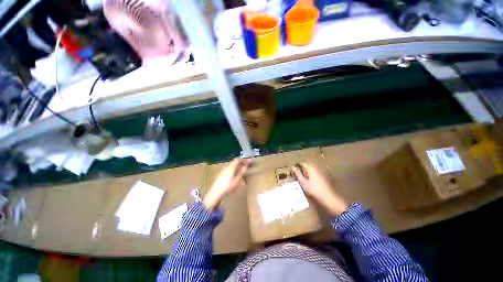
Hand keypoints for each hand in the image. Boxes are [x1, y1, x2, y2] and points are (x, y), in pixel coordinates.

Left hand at [203, 158, 249, 209]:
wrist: (216, 193)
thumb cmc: (228, 187)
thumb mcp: (237, 180)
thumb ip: (242, 172)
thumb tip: (245, 166)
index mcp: (231, 167)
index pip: (238, 160)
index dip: (244, 160)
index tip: (249, 161)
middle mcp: (227, 167)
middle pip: (234, 162)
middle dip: (241, 163)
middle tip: (246, 165)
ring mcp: (223, 170)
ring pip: (232, 165)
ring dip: (237, 166)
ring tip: (242, 170)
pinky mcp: (221, 174)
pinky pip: (229, 169)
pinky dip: (234, 169)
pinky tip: (235, 174)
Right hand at [292, 163, 347, 215]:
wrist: (329, 197)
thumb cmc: (314, 190)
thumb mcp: (304, 182)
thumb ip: (298, 174)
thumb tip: (293, 167)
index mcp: (311, 168)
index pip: (303, 163)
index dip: (298, 165)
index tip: (294, 169)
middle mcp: (316, 167)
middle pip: (308, 164)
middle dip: (302, 167)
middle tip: (298, 172)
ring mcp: (321, 171)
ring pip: (312, 167)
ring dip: (307, 169)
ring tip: (303, 175)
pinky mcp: (324, 175)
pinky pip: (316, 170)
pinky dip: (312, 172)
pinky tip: (310, 178)